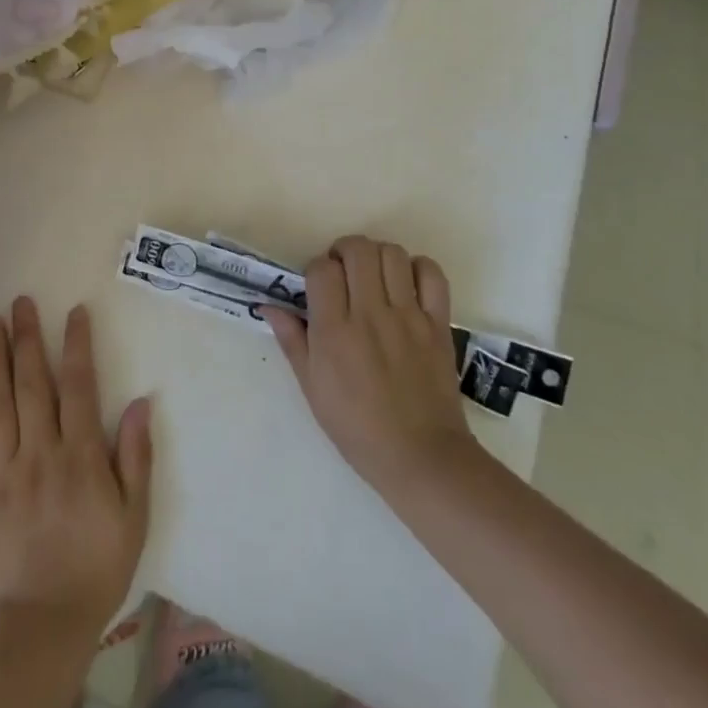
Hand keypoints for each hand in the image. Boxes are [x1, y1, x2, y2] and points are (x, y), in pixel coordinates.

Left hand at [0, 298, 153, 640]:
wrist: (46, 621)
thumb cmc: (97, 564)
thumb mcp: (134, 515)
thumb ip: (136, 456)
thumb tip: (141, 402)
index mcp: (80, 455)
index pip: (79, 387)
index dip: (77, 345)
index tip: (74, 312)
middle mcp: (41, 452)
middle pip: (33, 384)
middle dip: (28, 338)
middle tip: (20, 302)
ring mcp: (6, 471)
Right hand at [261, 236, 476, 497]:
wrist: (421, 458)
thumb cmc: (357, 428)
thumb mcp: (312, 388)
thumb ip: (292, 340)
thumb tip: (269, 305)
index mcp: (334, 331)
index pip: (321, 268)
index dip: (317, 269)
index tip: (319, 287)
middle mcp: (370, 314)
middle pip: (357, 249)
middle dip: (345, 251)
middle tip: (344, 273)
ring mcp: (408, 316)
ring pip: (392, 253)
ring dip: (378, 256)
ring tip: (374, 277)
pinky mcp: (438, 323)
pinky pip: (432, 274)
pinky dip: (418, 268)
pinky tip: (407, 285)